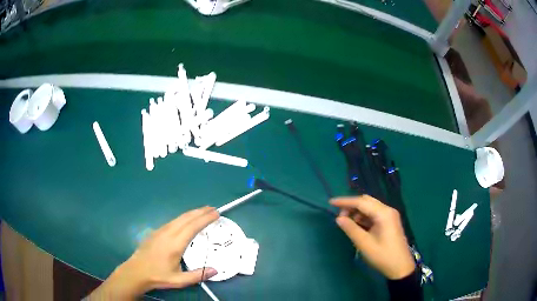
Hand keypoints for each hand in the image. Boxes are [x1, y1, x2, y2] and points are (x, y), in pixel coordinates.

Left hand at [87, 207, 219, 299]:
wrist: (136, 271)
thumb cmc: (158, 276)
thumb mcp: (179, 280)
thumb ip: (197, 275)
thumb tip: (215, 270)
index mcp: (175, 244)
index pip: (192, 227)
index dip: (205, 219)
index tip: (216, 213)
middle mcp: (168, 233)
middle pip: (186, 218)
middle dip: (200, 212)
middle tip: (213, 208)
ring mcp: (160, 231)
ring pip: (179, 218)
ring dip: (192, 213)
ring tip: (203, 211)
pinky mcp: (156, 232)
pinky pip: (173, 221)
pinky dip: (183, 217)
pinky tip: (186, 219)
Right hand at [330, 196, 415, 279]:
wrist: (400, 267)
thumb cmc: (383, 256)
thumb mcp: (364, 244)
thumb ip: (351, 229)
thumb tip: (338, 218)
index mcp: (383, 213)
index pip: (361, 202)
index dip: (345, 202)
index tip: (331, 202)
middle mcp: (387, 210)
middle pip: (366, 202)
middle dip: (351, 206)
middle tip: (339, 217)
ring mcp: (389, 216)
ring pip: (370, 208)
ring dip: (357, 212)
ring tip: (347, 223)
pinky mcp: (389, 222)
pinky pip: (374, 215)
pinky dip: (364, 218)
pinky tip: (357, 226)